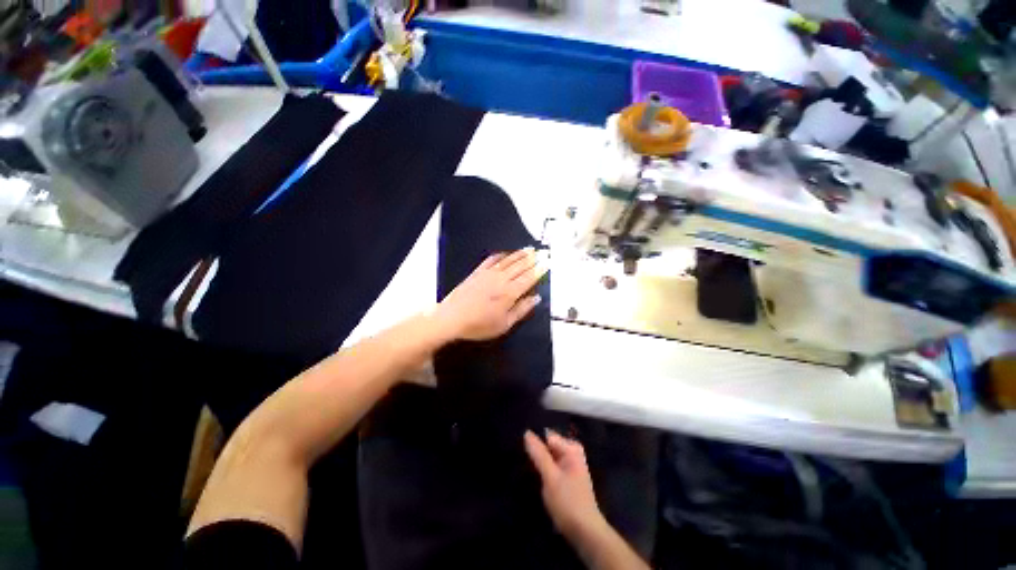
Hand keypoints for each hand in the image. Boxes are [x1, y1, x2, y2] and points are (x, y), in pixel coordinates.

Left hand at [433, 248, 547, 341]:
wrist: (452, 317)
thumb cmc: (479, 325)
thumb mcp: (504, 324)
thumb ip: (522, 310)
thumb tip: (536, 298)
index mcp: (510, 293)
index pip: (529, 278)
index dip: (540, 269)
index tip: (548, 262)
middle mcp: (501, 279)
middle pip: (521, 266)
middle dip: (533, 258)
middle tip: (543, 251)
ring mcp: (488, 273)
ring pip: (508, 260)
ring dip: (520, 254)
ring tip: (530, 249)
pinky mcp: (477, 272)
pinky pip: (492, 259)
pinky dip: (501, 255)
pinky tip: (506, 253)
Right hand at [524, 430, 603, 538]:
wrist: (585, 533)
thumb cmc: (568, 502)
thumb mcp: (551, 477)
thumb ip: (539, 454)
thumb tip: (527, 433)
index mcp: (572, 448)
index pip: (547, 436)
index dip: (534, 443)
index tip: (523, 451)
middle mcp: (572, 452)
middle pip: (548, 445)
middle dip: (536, 452)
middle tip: (523, 462)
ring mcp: (570, 465)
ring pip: (548, 456)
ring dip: (539, 462)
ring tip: (526, 469)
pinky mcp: (566, 477)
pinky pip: (551, 466)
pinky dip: (543, 470)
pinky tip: (536, 478)